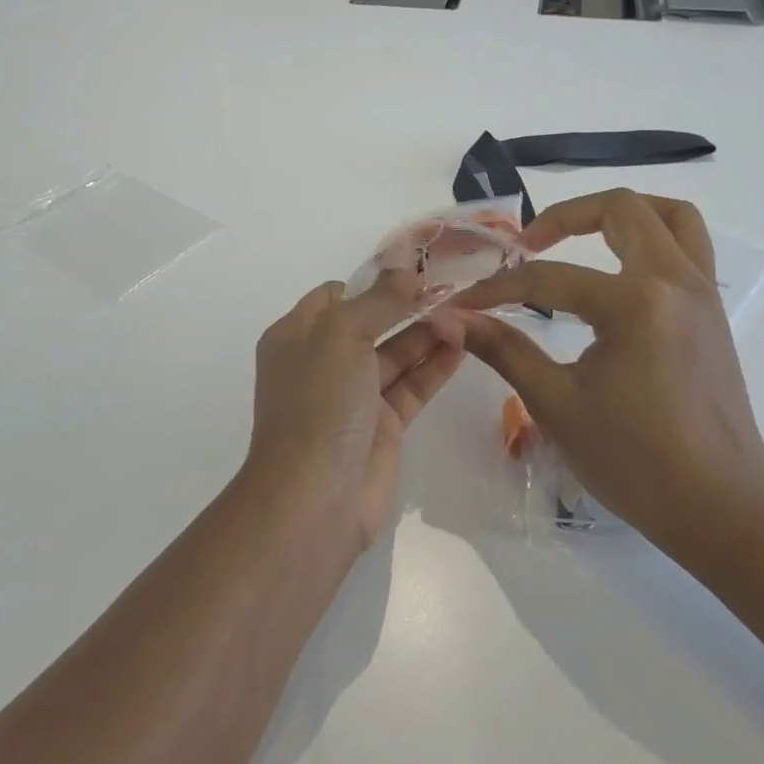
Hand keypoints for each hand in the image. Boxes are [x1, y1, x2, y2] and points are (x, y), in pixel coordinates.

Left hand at [245, 269, 466, 551]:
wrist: (315, 496)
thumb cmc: (319, 402)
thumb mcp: (341, 335)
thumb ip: (377, 300)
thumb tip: (404, 267)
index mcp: (296, 335)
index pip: (334, 296)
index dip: (372, 281)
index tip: (416, 267)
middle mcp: (322, 362)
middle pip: (369, 322)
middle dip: (406, 305)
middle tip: (453, 288)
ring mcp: (352, 396)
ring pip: (394, 354)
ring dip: (426, 333)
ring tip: (468, 313)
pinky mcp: (381, 425)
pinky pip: (410, 386)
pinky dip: (434, 366)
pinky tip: (463, 346)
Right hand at [453, 190, 763, 555]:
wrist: (722, 510)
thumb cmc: (635, 462)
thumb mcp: (556, 404)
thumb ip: (502, 349)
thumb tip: (448, 318)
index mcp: (635, 304)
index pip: (548, 278)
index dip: (496, 289)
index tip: (461, 305)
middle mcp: (675, 282)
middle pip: (621, 209)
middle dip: (564, 217)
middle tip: (527, 247)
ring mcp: (702, 294)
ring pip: (669, 216)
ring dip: (619, 216)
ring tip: (578, 240)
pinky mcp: (712, 313)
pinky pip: (687, 247)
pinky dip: (648, 240)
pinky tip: (613, 275)